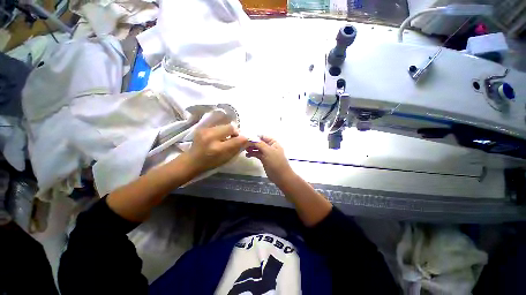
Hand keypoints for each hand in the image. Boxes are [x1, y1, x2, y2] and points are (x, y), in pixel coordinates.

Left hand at [186, 124, 248, 173]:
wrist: (192, 161)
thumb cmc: (211, 163)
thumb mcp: (227, 159)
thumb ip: (237, 148)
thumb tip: (245, 139)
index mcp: (218, 149)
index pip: (237, 140)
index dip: (243, 139)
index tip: (244, 140)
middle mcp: (211, 137)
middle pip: (230, 127)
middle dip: (235, 132)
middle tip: (234, 138)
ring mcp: (205, 130)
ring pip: (224, 125)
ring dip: (227, 130)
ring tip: (225, 137)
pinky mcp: (202, 127)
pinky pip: (217, 125)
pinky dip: (221, 130)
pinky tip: (218, 136)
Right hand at [246, 135, 293, 185]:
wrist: (280, 176)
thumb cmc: (276, 162)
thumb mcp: (268, 151)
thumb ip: (260, 144)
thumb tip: (251, 138)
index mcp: (273, 143)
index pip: (263, 137)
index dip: (255, 137)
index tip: (247, 139)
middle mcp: (270, 147)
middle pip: (260, 142)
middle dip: (252, 143)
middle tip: (244, 145)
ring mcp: (267, 153)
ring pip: (258, 148)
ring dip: (251, 148)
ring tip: (245, 150)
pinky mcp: (264, 159)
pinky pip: (257, 154)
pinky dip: (252, 154)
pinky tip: (247, 155)